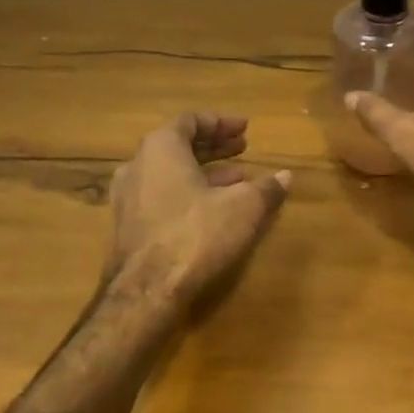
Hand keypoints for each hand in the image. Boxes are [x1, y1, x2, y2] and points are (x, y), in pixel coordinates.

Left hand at [107, 112, 291, 302]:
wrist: (147, 291)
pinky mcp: (128, 227)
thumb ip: (266, 188)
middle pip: (178, 145)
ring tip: (238, 178)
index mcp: (160, 148)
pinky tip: (215, 209)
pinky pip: (162, 196)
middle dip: (214, 146)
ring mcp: (127, 198)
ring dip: (204, 171)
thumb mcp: (244, 207)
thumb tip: (286, 176)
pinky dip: (189, 193)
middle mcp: (137, 166)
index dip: (221, 122)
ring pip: (170, 173)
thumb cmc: (196, 234)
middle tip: (243, 147)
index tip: (245, 129)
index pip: (190, 120)